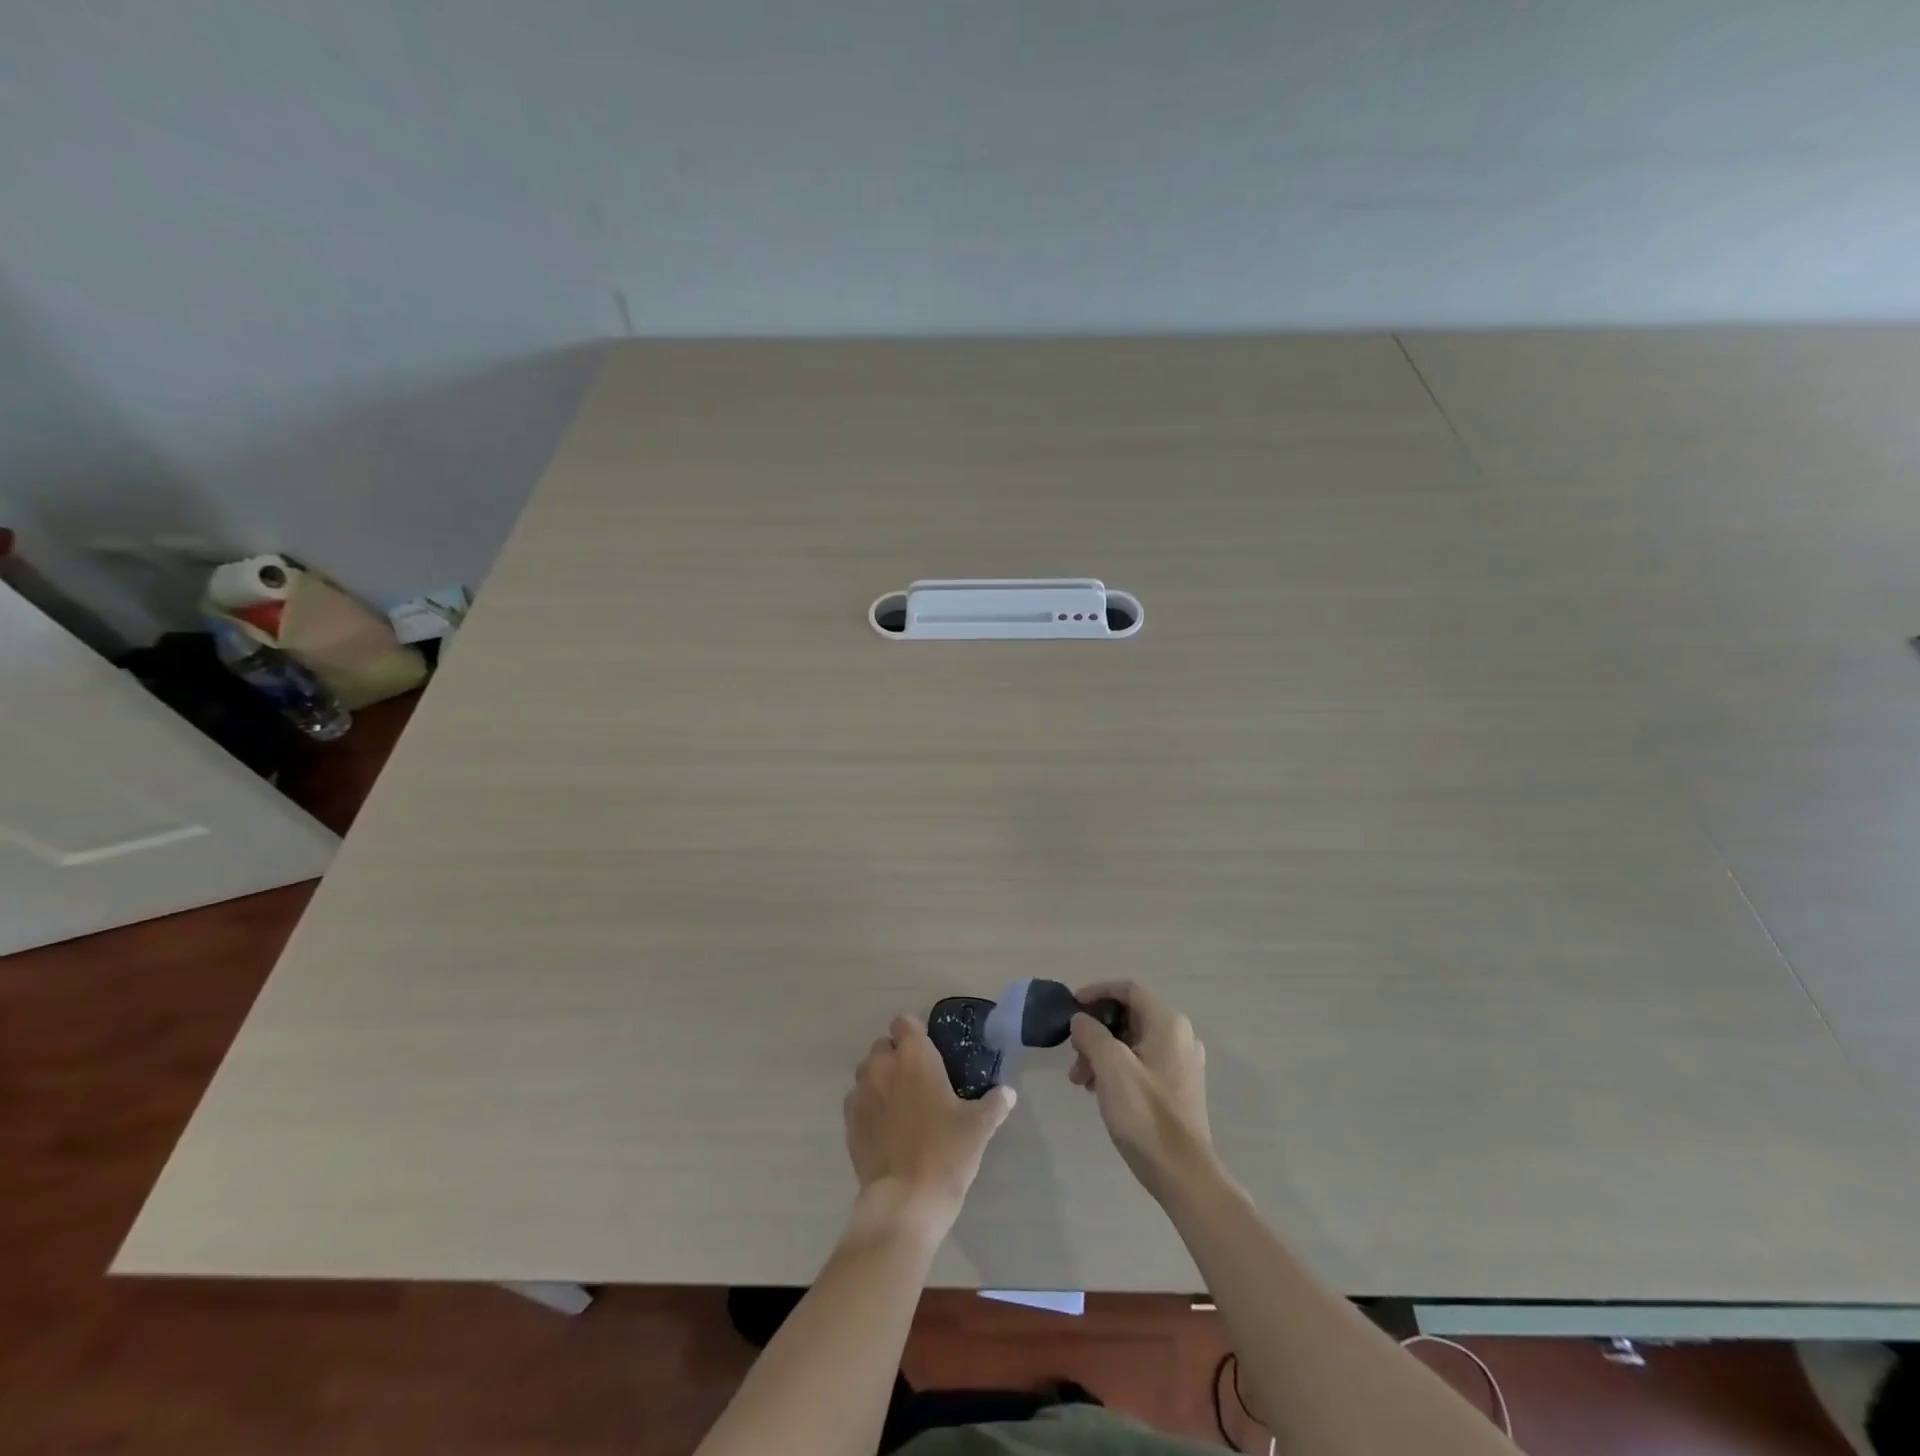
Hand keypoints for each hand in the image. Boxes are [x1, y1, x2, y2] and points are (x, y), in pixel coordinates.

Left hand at [844, 1014, 1015, 1239]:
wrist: (905, 1201)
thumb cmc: (946, 1152)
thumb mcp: (979, 1127)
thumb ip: (994, 1103)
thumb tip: (1007, 1092)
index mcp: (913, 1056)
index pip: (905, 1022)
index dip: (916, 1033)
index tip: (930, 1052)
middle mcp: (881, 1066)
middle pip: (884, 1046)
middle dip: (898, 1057)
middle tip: (920, 1082)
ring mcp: (861, 1093)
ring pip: (868, 1073)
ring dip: (881, 1080)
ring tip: (902, 1106)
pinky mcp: (849, 1122)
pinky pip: (857, 1101)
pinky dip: (870, 1107)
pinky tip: (887, 1129)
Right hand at [1068, 981, 1213, 1199]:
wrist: (1183, 1174)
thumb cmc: (1145, 1114)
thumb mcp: (1110, 1067)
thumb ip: (1091, 1033)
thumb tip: (1081, 1020)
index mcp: (1168, 1023)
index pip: (1128, 989)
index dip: (1097, 992)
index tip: (1072, 1006)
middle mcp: (1179, 1035)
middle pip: (1128, 1016)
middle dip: (1095, 1031)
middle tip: (1073, 1055)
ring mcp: (1181, 1061)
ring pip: (1132, 1041)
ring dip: (1102, 1052)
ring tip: (1081, 1081)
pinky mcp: (1178, 1085)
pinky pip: (1141, 1061)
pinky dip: (1117, 1067)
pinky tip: (1099, 1090)